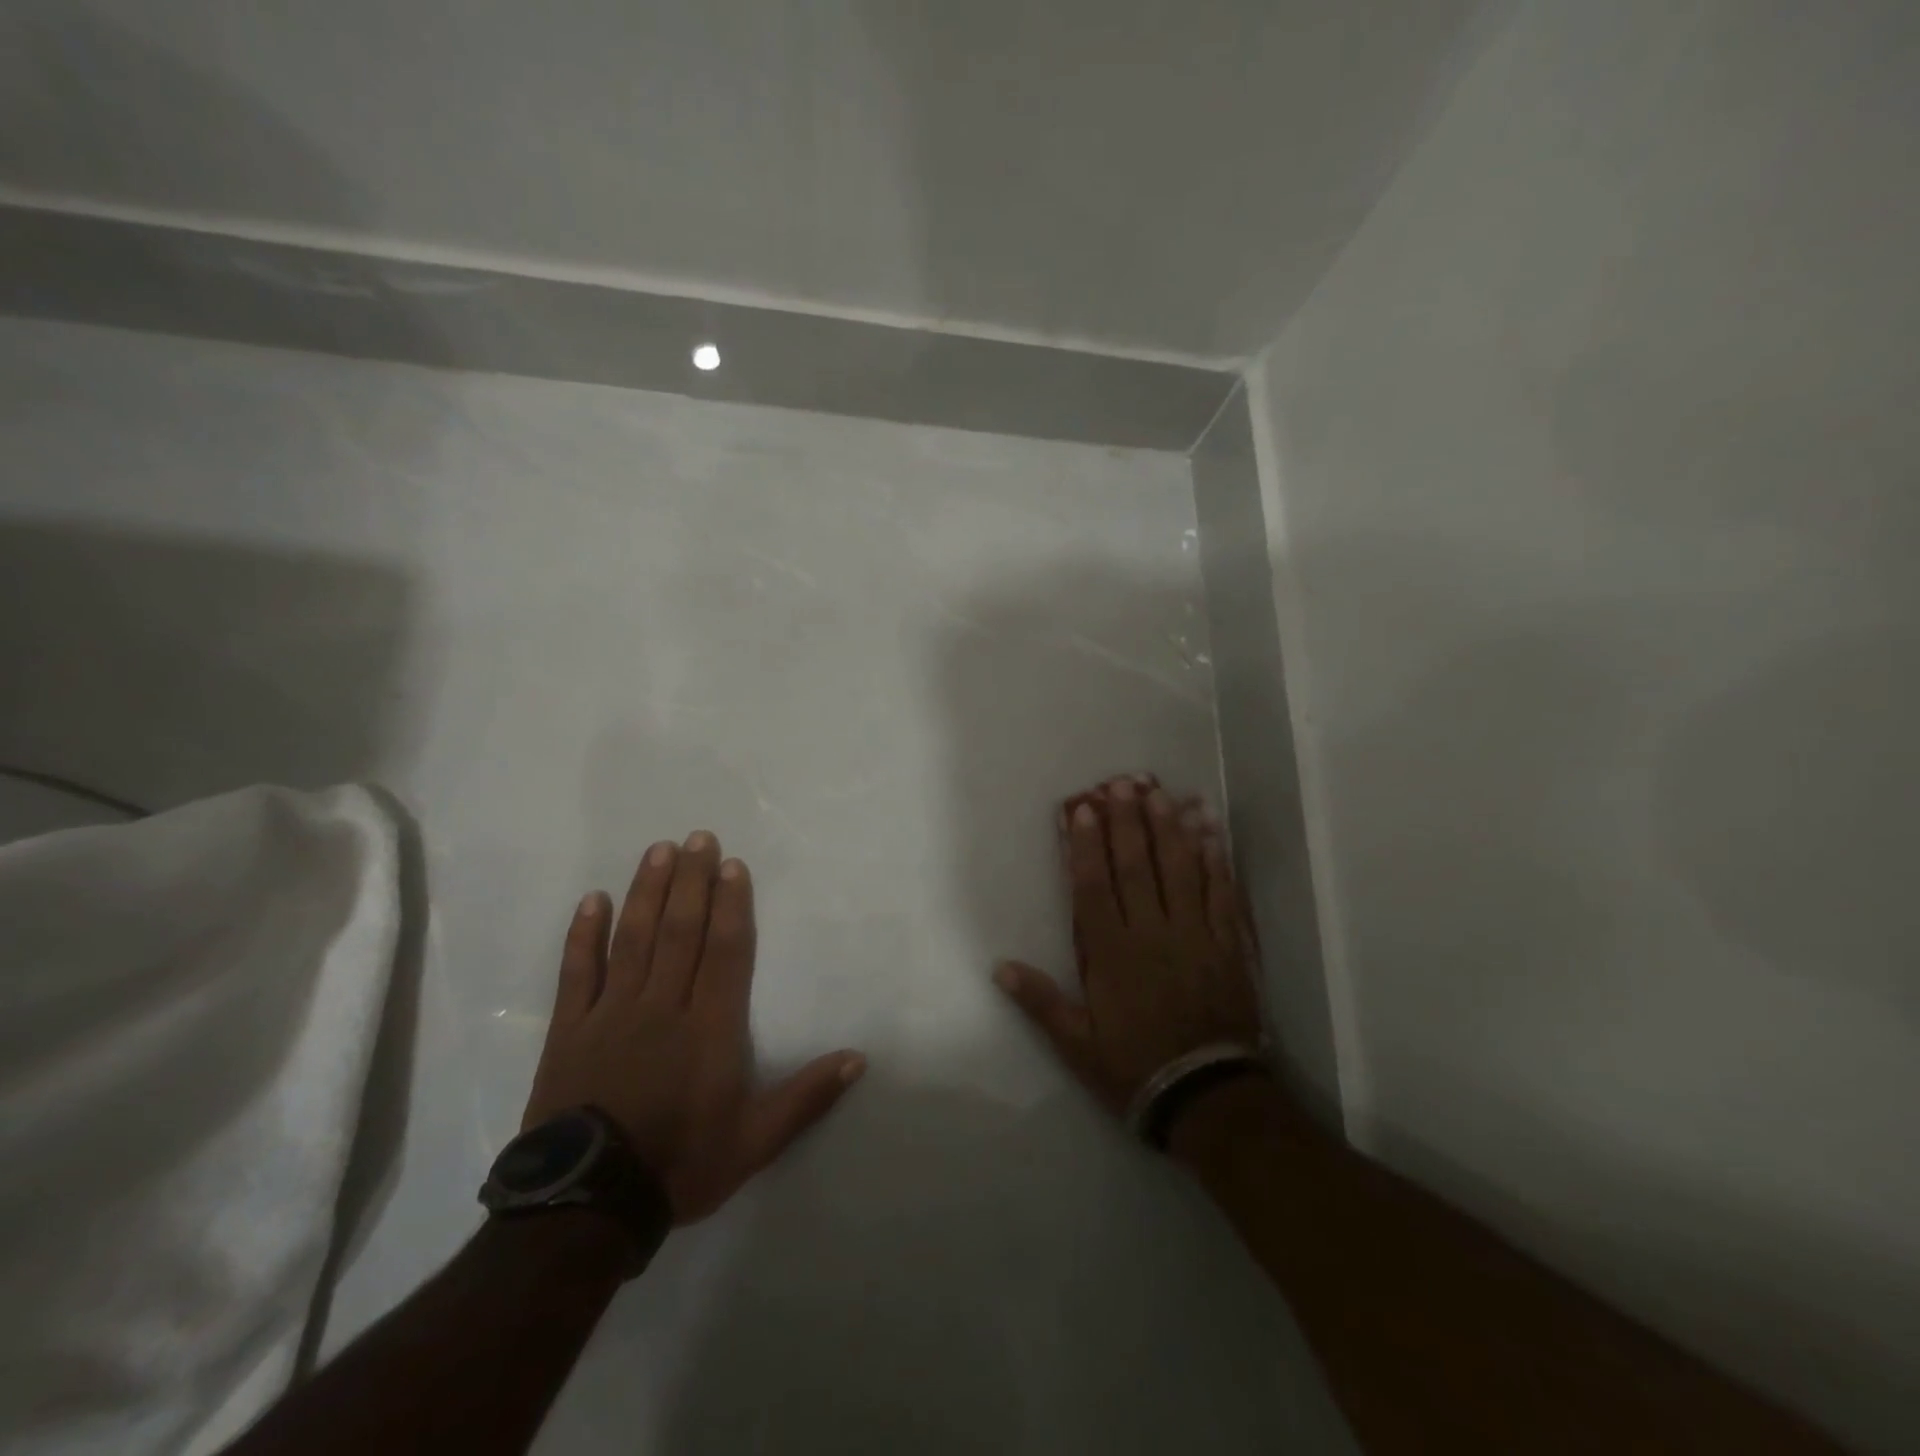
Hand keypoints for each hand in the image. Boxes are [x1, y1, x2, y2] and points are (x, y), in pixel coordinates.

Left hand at [522, 833, 864, 1223]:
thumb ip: (807, 1097)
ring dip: (647, 891)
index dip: (731, 905)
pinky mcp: (571, 1030)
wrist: (586, 1208)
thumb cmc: (680, 1165)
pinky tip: (592, 900)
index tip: (732, 865)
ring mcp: (613, 1014)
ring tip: (658, 851)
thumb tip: (859, 1059)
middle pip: (681, 930)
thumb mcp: (755, 1142)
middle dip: (692, 881)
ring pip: (633, 939)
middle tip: (698, 837)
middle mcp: (663, 1007)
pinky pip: (578, 973)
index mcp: (710, 1028)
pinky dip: (584, 935)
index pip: (726, 951)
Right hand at [995, 775, 1261, 1113]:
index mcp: (1112, 954)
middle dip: (1127, 822)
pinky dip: (1215, 860)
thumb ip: (1039, 1001)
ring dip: (1168, 829)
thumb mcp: (1077, 1044)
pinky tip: (1209, 830)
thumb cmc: (1134, 1067)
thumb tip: (999, 966)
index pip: (1094, 888)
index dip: (1086, 846)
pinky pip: (1221, 893)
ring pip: (1179, 871)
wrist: (1208, 1096)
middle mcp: (1151, 934)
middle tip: (1121, 783)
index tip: (1082, 810)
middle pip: (1136, 868)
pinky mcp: (1227, 944)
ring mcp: (1194, 935)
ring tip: (1161, 793)